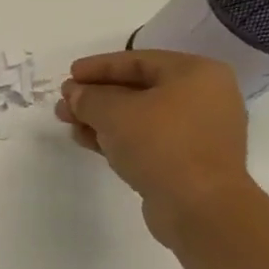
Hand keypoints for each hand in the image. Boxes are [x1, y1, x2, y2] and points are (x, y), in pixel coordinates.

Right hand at [56, 50, 254, 243]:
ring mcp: (198, 132)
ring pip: (139, 116)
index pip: (138, 61)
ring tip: (67, 122)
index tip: (69, 75)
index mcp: (197, 74)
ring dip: (101, 118)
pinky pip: (147, 139)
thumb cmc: (161, 144)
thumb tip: (75, 94)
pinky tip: (87, 141)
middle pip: (138, 89)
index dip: (98, 66)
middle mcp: (204, 98)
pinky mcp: (188, 161)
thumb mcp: (113, 112)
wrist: (200, 207)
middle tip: (64, 102)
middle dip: (96, 96)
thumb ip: (88, 97)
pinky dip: (117, 137)